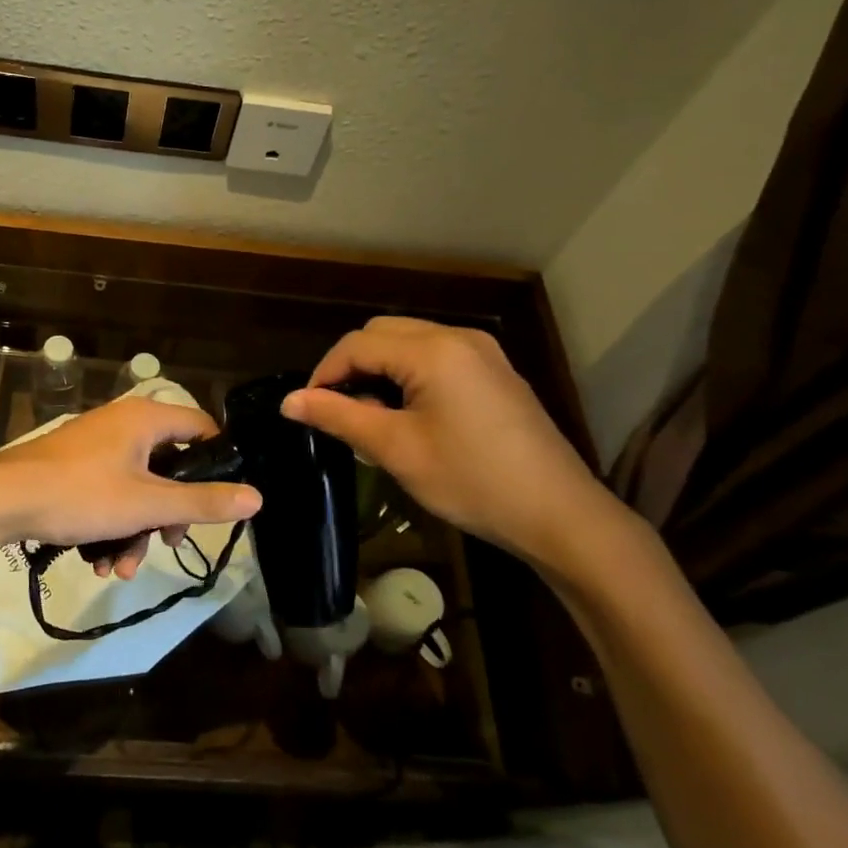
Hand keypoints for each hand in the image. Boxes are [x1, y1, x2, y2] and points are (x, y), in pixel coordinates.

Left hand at [0, 396, 260, 578]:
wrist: (0, 500)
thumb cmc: (81, 494)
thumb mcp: (147, 504)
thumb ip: (202, 503)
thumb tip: (256, 497)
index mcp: (146, 418)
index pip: (201, 426)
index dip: (218, 461)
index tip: (219, 500)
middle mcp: (124, 423)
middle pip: (169, 465)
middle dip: (169, 513)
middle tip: (167, 543)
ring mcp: (96, 445)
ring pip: (137, 487)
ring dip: (137, 530)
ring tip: (122, 569)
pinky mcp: (74, 467)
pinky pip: (109, 493)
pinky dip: (111, 525)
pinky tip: (99, 562)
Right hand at [281, 317, 633, 583]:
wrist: (559, 514)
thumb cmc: (472, 481)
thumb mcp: (396, 450)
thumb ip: (339, 416)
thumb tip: (288, 401)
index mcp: (433, 350)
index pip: (357, 344)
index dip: (324, 373)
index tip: (307, 410)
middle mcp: (458, 337)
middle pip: (382, 333)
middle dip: (351, 367)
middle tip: (339, 413)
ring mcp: (482, 351)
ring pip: (409, 342)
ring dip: (380, 369)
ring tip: (372, 418)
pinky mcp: (495, 371)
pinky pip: (436, 356)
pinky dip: (409, 374)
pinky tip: (409, 414)